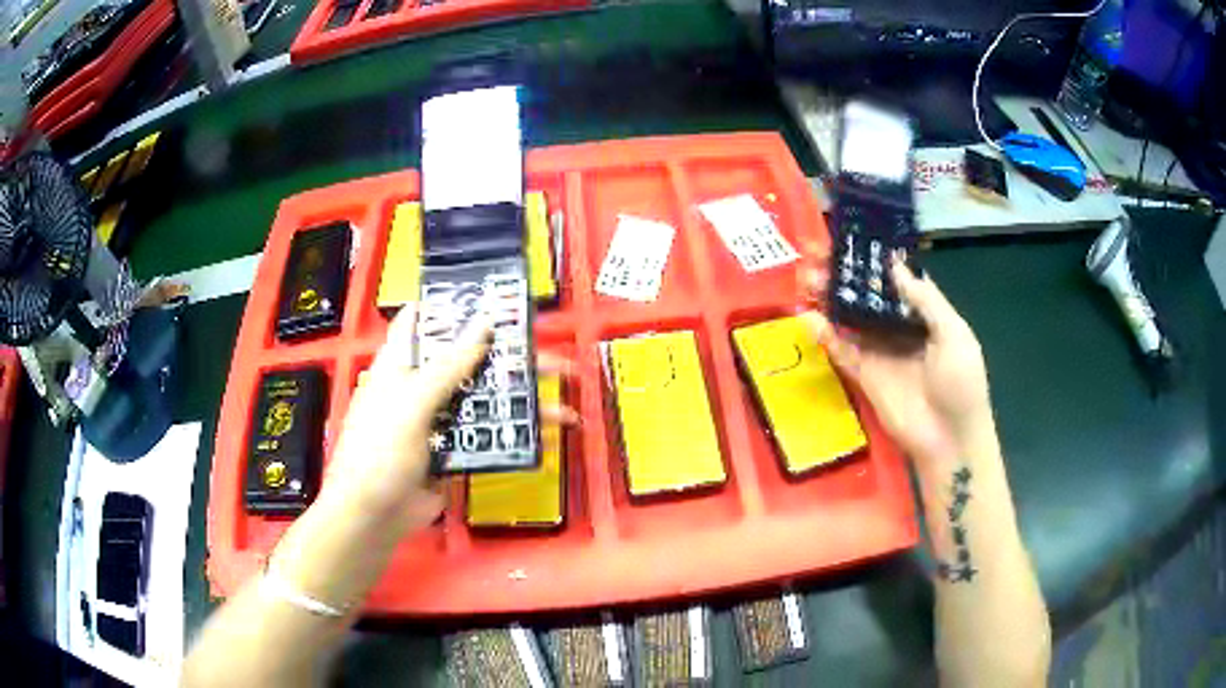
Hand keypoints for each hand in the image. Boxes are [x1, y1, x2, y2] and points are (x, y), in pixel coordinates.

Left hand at [318, 306, 576, 530]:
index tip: (493, 296)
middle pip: (468, 360)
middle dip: (508, 355)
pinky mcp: (455, 449)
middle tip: (549, 352)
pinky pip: (489, 433)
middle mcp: (421, 386)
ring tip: (564, 395)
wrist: (375, 515)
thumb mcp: (411, 403)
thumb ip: (449, 366)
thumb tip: (484, 323)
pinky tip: (546, 430)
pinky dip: (515, 432)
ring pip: (484, 398)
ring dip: (521, 397)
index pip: (424, 321)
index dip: (454, 305)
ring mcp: (440, 419)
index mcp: (401, 364)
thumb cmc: (379, 450)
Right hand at [805, 255, 992, 465]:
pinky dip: (825, 335)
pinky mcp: (865, 375)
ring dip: (830, 300)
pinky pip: (842, 350)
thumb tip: (894, 266)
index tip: (852, 240)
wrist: (949, 439)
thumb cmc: (961, 382)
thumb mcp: (954, 333)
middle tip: (818, 257)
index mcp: (925, 315)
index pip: (896, 281)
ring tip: (807, 279)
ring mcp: (881, 352)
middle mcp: (900, 329)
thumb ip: (926, 300)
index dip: (875, 262)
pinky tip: (808, 317)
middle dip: (845, 277)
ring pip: (851, 319)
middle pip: (868, 297)